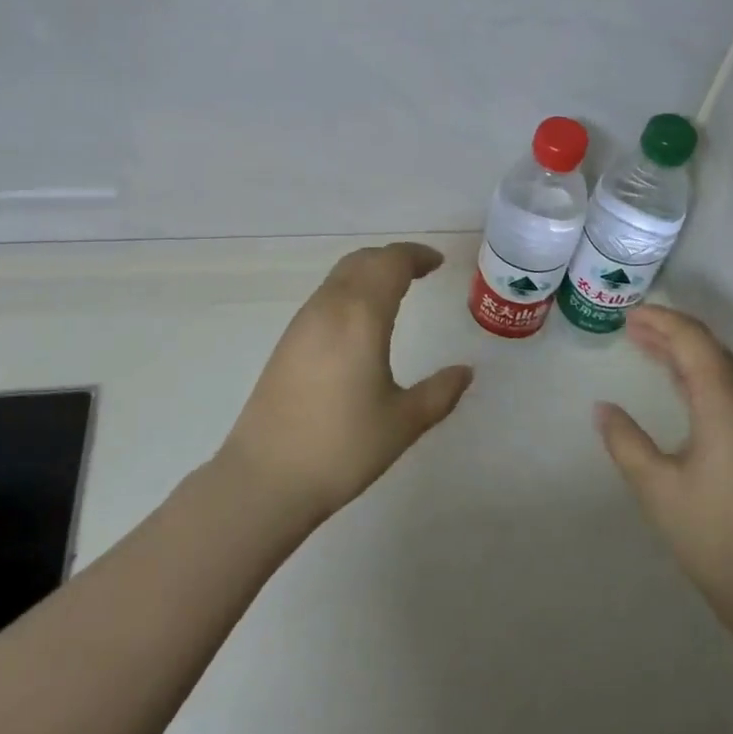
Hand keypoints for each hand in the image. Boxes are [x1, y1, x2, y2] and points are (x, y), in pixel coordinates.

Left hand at [219, 242, 474, 524]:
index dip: (416, 256)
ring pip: (339, 276)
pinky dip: (350, 291)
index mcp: (360, 316)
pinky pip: (325, 297)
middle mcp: (328, 308)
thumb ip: (440, 392)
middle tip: (420, 271)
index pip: (390, 263)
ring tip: (395, 291)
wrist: (266, 477)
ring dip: (369, 272)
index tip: (438, 263)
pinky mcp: (287, 342)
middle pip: (362, 261)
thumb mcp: (403, 422)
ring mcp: (302, 323)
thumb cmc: (342, 447)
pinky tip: (361, 322)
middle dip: (393, 258)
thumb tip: (465, 372)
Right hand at [597, 306, 732, 636]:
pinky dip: (704, 377)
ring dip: (688, 354)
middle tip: (631, 327)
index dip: (661, 321)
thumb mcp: (657, 488)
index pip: (695, 341)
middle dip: (672, 333)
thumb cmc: (715, 537)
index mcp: (728, 404)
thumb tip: (603, 408)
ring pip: (726, 369)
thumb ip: (625, 441)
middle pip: (712, 349)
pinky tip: (683, 387)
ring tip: (649, 347)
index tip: (628, 315)